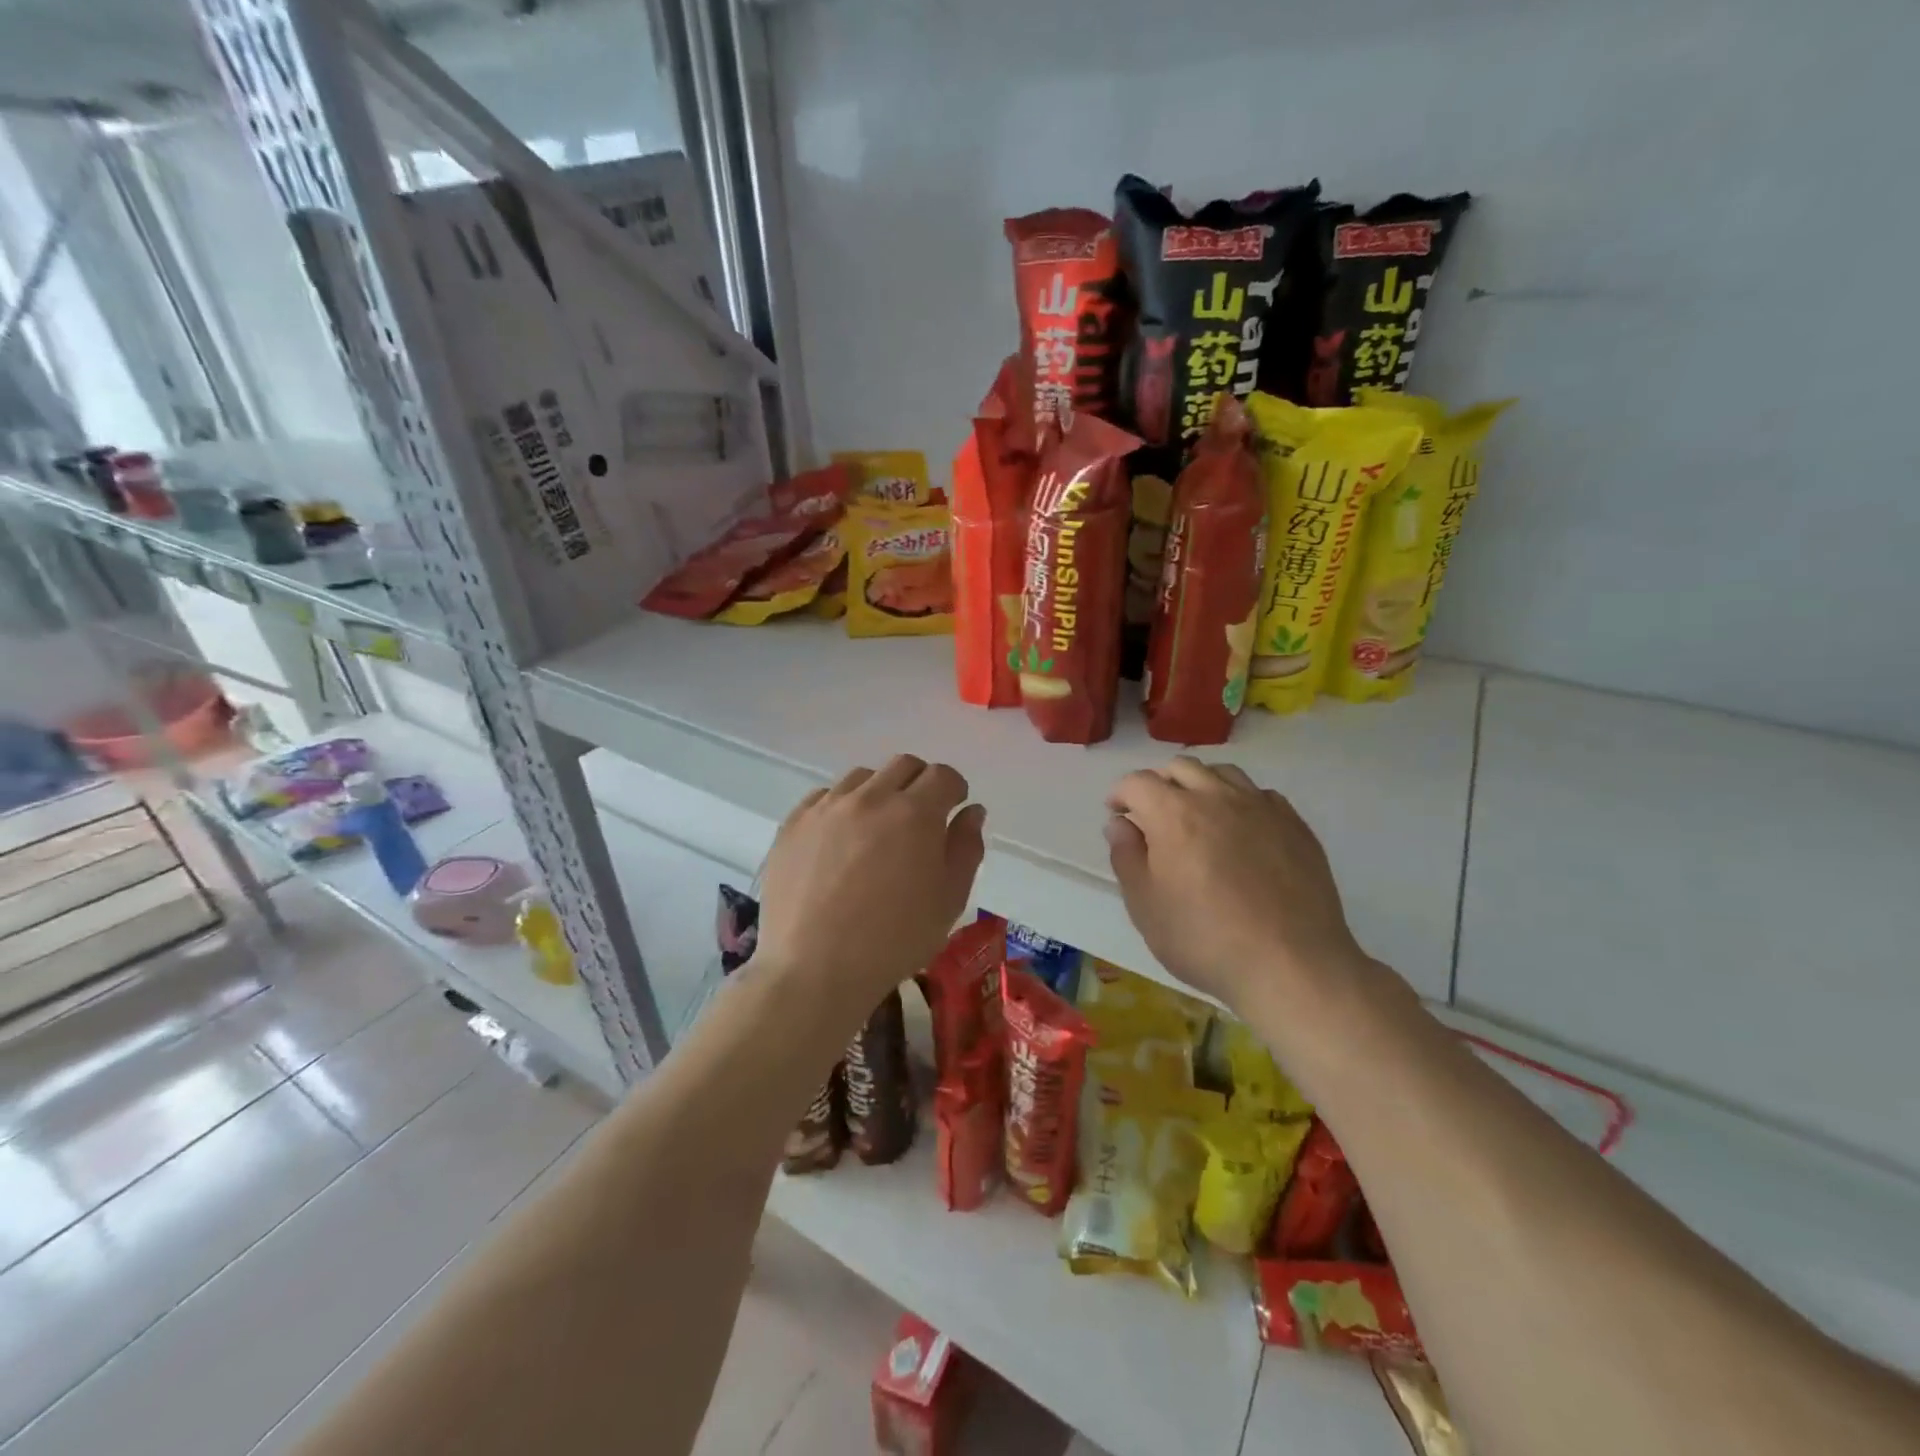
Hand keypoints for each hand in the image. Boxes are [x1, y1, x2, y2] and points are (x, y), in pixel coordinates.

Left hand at [754, 756, 986, 1014]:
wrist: (815, 969)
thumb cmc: (894, 940)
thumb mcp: (949, 901)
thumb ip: (966, 848)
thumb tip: (971, 811)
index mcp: (915, 813)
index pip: (943, 776)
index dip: (954, 789)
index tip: (953, 809)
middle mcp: (870, 797)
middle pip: (903, 765)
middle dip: (920, 783)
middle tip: (919, 819)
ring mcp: (826, 807)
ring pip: (862, 777)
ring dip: (879, 792)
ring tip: (876, 830)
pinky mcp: (793, 824)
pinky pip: (823, 797)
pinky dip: (840, 808)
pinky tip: (840, 841)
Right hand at [1105, 757, 1366, 1010]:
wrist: (1291, 965)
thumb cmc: (1204, 939)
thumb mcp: (1145, 906)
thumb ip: (1126, 857)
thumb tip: (1120, 824)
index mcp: (1173, 813)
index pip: (1138, 782)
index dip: (1121, 794)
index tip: (1117, 814)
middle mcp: (1217, 797)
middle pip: (1181, 767)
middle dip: (1160, 784)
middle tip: (1153, 815)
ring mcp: (1261, 807)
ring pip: (1223, 774)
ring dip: (1201, 785)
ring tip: (1198, 816)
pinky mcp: (1295, 825)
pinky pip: (1260, 795)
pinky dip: (1240, 802)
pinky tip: (1240, 832)